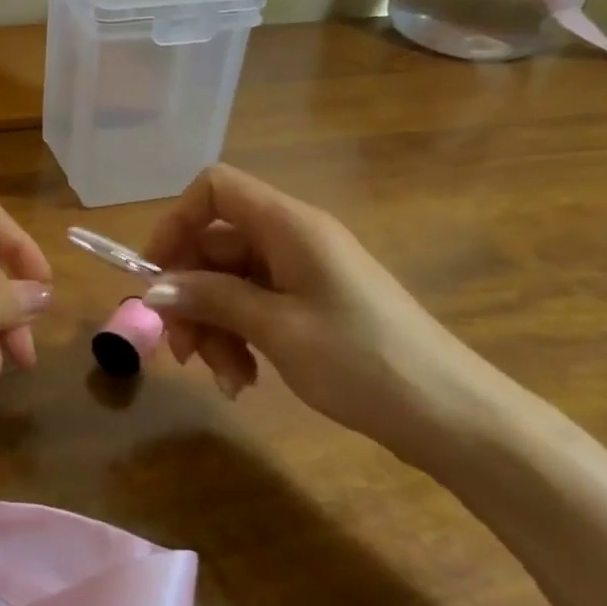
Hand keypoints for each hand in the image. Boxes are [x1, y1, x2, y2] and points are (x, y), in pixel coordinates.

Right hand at [143, 165, 506, 460]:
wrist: (453, 417)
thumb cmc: (363, 361)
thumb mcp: (277, 329)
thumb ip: (212, 299)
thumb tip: (154, 289)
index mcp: (289, 225)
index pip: (214, 188)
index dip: (177, 221)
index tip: (154, 274)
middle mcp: (293, 239)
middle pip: (215, 245)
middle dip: (191, 295)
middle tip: (181, 350)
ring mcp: (304, 273)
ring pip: (230, 282)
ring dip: (214, 327)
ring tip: (224, 378)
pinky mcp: (312, 306)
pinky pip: (255, 307)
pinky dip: (240, 338)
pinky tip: (244, 381)